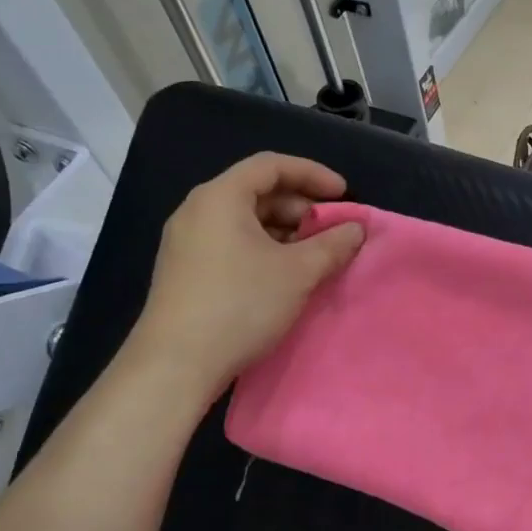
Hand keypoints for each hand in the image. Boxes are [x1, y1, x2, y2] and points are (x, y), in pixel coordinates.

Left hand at [128, 153, 364, 382]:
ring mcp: (187, 242)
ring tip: (315, 256)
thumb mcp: (298, 272)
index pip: (271, 166)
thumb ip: (333, 244)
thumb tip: (356, 229)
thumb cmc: (241, 304)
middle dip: (302, 207)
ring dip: (286, 232)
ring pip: (246, 221)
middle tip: (332, 231)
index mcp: (220, 197)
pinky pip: (232, 243)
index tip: (344, 195)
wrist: (175, 364)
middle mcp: (198, 211)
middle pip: (258, 192)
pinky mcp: (186, 270)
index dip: (313, 174)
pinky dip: (264, 249)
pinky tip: (285, 276)